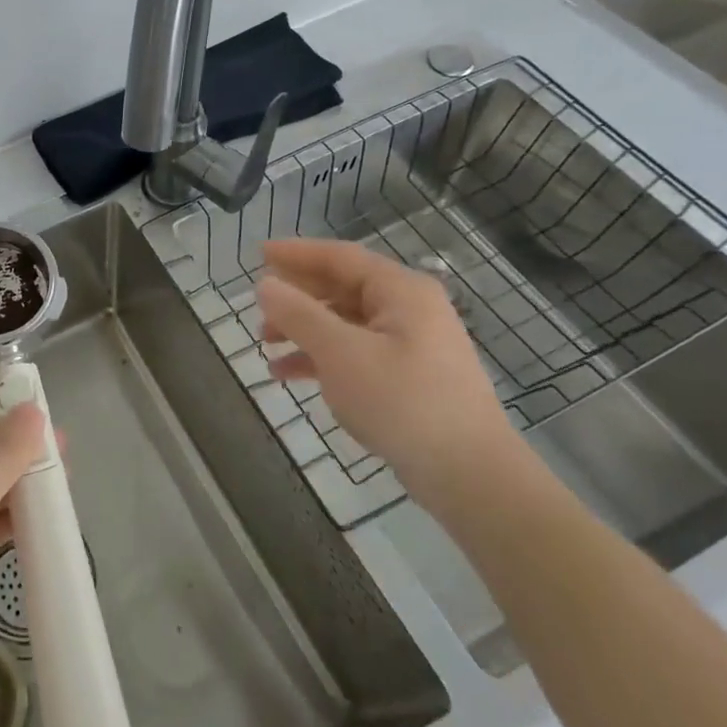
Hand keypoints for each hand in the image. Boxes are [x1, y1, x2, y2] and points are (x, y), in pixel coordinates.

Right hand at [256, 238, 515, 507]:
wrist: (469, 474)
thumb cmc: (402, 401)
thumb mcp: (340, 353)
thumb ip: (299, 314)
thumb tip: (265, 284)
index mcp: (400, 291)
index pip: (339, 257)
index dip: (296, 253)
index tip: (258, 253)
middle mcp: (409, 309)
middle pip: (341, 288)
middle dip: (297, 296)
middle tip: (258, 304)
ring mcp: (411, 344)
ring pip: (345, 323)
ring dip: (304, 329)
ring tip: (265, 343)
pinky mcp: (408, 377)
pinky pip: (355, 352)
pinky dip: (322, 357)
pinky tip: (289, 374)